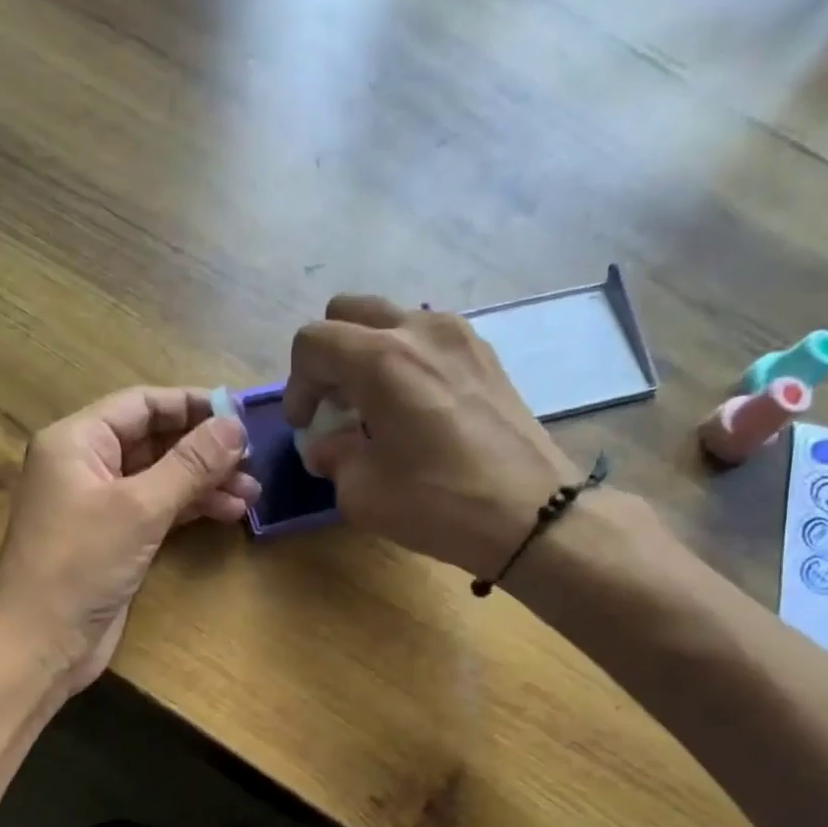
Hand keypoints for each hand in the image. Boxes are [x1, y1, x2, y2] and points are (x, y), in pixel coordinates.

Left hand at [0, 387, 256, 695]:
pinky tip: (228, 513)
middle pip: (154, 440)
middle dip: (204, 450)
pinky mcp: (114, 538)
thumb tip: (235, 425)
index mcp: (77, 440)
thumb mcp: (140, 507)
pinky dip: (190, 509)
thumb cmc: (80, 564)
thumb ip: (190, 464)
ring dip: (205, 482)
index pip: (142, 404)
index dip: (193, 405)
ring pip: (160, 477)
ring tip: (252, 494)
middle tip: (254, 461)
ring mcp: (99, 504)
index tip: (242, 415)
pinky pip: (157, 509)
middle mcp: (86, 464)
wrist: (40, 643)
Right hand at [283, 296, 586, 578]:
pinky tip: (412, 408)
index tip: (305, 425)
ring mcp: (459, 336)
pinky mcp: (485, 354)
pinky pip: (427, 338)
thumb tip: (326, 446)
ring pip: (391, 320)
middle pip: (349, 312)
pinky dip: (404, 360)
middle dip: (329, 356)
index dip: (296, 384)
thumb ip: (333, 458)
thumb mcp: (363, 493)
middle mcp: (419, 331)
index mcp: (381, 360)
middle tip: (333, 405)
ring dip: (367, 354)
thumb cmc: (439, 503)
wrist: (531, 514)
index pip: (313, 342)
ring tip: (372, 407)